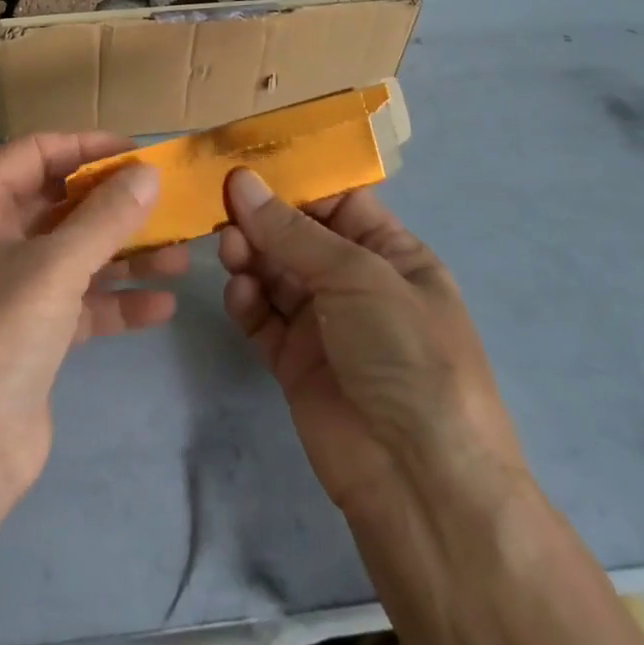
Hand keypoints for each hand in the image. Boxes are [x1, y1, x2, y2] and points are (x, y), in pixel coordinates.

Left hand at [0, 133, 187, 507]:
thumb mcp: (55, 266)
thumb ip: (106, 216)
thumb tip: (148, 174)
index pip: (34, 153)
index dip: (86, 146)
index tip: (137, 151)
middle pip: (58, 203)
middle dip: (112, 204)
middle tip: (166, 201)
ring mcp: (7, 289)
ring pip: (73, 253)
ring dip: (124, 253)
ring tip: (181, 255)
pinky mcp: (29, 334)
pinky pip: (78, 301)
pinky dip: (115, 300)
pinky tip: (162, 305)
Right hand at [218, 170, 524, 523]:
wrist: (421, 483)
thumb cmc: (407, 355)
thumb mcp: (359, 277)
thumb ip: (292, 231)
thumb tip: (240, 180)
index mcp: (390, 253)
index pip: (336, 199)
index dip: (293, 180)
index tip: (244, 161)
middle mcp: (355, 282)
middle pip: (297, 234)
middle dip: (262, 218)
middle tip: (222, 205)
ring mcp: (324, 323)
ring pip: (274, 272)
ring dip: (250, 254)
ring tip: (230, 248)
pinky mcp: (294, 361)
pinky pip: (262, 317)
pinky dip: (247, 301)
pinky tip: (240, 293)